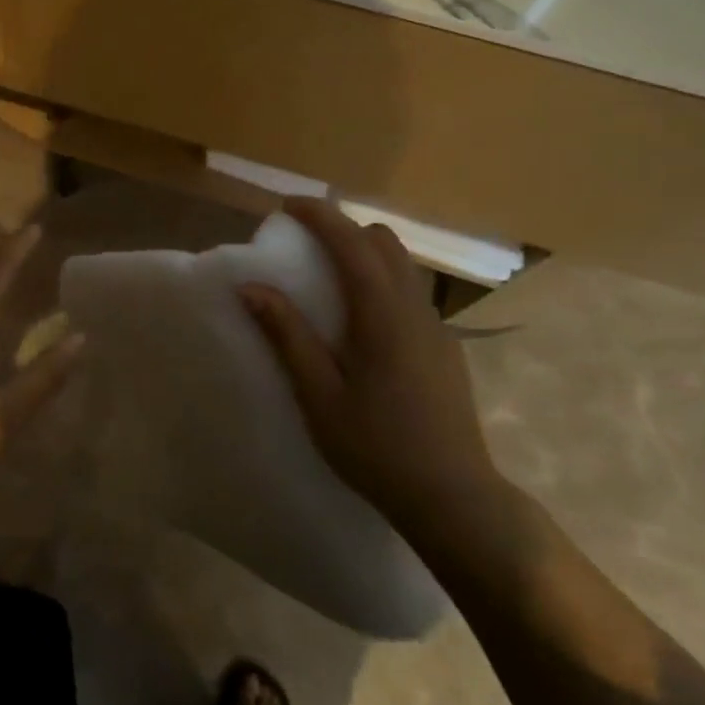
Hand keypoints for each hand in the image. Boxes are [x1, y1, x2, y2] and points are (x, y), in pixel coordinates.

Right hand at [239, 198, 503, 548]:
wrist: (454, 499)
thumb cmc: (376, 447)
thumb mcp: (318, 394)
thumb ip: (287, 334)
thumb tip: (250, 287)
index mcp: (382, 314)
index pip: (351, 242)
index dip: (319, 215)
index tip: (286, 205)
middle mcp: (414, 308)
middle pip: (383, 242)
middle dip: (343, 228)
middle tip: (305, 242)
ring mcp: (436, 327)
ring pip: (402, 265)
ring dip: (365, 252)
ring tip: (329, 275)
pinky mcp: (445, 348)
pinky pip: (411, 292)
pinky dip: (382, 279)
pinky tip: (363, 319)